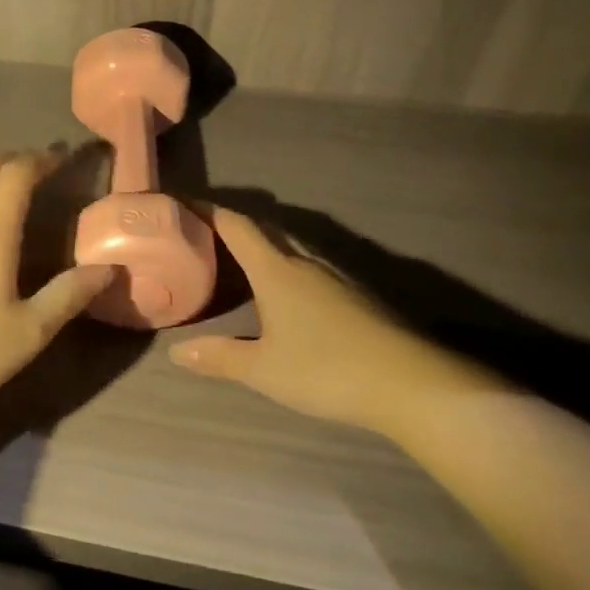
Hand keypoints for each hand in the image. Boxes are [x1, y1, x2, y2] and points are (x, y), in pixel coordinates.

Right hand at [168, 206, 501, 437]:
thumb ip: (220, 357)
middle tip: (205, 233)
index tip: (182, 205)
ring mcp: (336, 275)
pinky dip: (288, 264)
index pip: (236, 225)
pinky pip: (311, 263)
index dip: (208, 211)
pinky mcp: (358, 293)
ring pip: (291, 245)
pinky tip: (288, 290)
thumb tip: (176, 352)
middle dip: (234, 225)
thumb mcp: (265, 370)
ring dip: (264, 243)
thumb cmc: (328, 369)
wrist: (414, 384)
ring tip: (241, 258)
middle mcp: (304, 261)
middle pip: (265, 228)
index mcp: (276, 269)